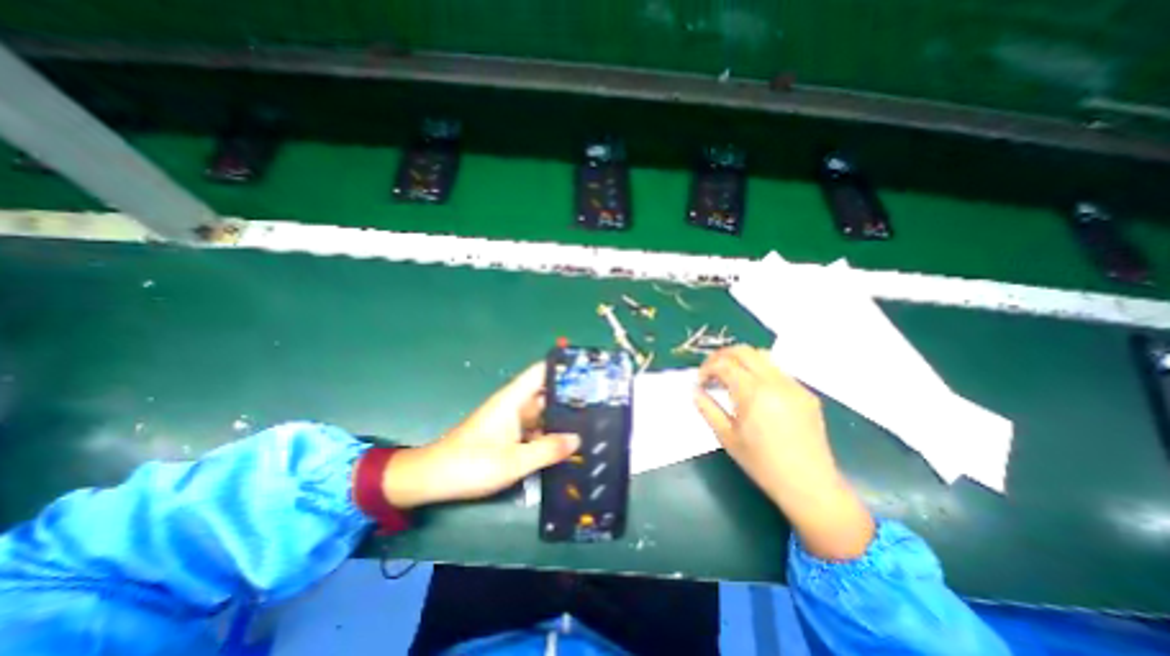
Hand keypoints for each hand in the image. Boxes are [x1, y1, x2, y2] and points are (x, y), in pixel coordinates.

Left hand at [384, 363, 578, 508]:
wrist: (433, 478)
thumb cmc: (471, 464)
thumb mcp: (513, 461)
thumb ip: (547, 449)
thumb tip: (577, 439)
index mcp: (513, 399)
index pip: (540, 372)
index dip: (561, 366)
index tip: (587, 370)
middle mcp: (514, 405)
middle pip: (546, 393)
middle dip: (569, 396)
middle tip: (599, 403)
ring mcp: (511, 420)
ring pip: (542, 412)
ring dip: (561, 417)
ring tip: (590, 422)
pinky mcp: (508, 434)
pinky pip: (535, 428)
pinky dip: (549, 433)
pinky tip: (566, 443)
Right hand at [694, 349, 867, 558]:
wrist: (810, 485)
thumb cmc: (762, 464)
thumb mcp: (727, 437)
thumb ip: (707, 408)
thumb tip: (695, 390)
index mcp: (753, 393)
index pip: (724, 364)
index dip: (706, 368)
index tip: (700, 382)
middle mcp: (774, 382)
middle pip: (743, 351)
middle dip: (722, 356)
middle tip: (711, 372)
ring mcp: (793, 385)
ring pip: (762, 356)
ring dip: (741, 360)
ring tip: (731, 377)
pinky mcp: (805, 393)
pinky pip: (778, 370)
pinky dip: (759, 371)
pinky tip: (755, 391)